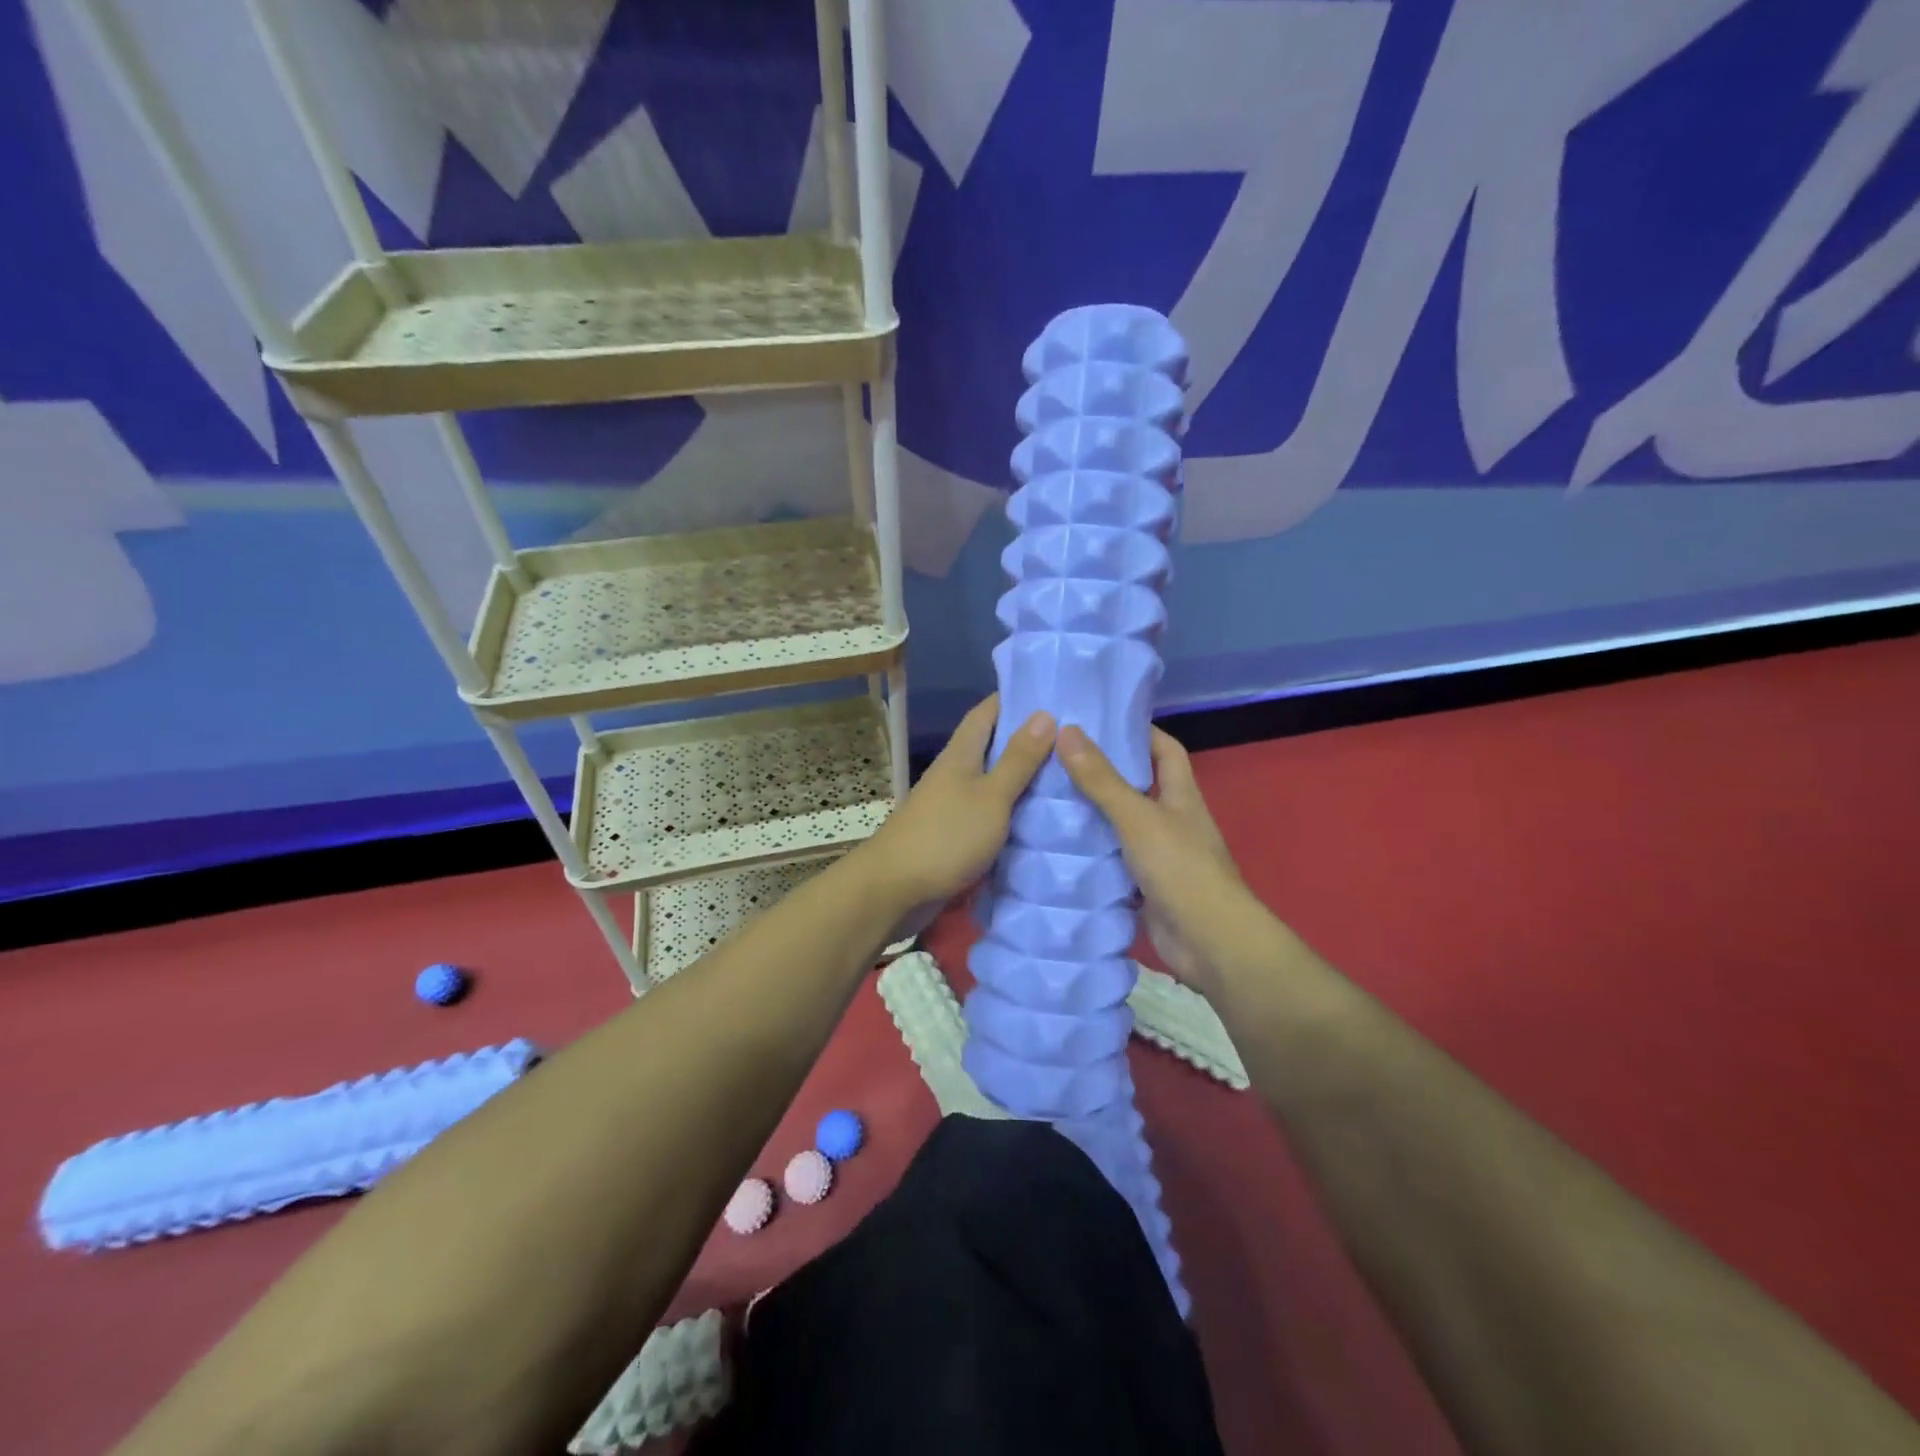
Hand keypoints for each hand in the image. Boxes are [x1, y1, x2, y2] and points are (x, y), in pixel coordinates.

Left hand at [856, 695, 1056, 914]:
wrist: (895, 890)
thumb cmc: (945, 837)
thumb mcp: (991, 797)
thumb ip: (1018, 760)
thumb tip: (1044, 713)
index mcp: (961, 755)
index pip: (987, 712)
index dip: (1015, 698)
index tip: (1052, 693)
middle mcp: (954, 773)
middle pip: (991, 746)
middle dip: (1027, 739)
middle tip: (1073, 738)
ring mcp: (952, 805)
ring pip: (992, 781)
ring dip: (1022, 777)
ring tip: (1067, 775)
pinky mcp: (953, 834)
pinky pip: (989, 813)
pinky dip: (1012, 810)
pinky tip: (1039, 817)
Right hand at [1057, 724, 1272, 991]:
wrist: (1209, 943)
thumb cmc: (1181, 869)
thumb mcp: (1138, 817)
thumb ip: (1102, 779)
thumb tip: (1067, 731)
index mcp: (1181, 796)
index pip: (1165, 750)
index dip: (1140, 733)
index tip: (1100, 723)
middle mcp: (1173, 821)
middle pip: (1138, 788)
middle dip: (1103, 774)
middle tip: (1057, 762)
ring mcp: (1160, 857)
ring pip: (1122, 827)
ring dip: (1092, 817)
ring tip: (1047, 801)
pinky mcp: (1145, 888)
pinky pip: (1114, 863)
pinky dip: (1092, 857)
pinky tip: (1058, 851)